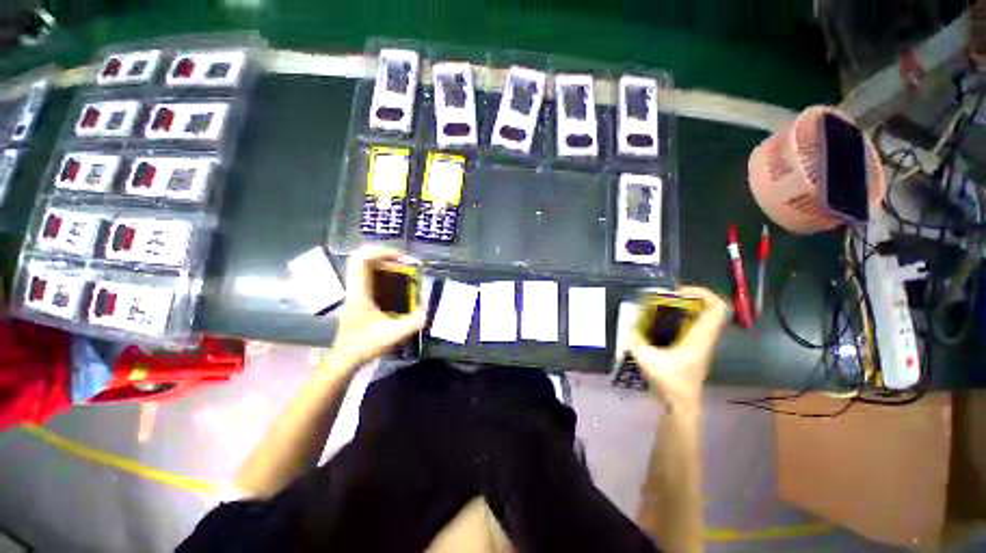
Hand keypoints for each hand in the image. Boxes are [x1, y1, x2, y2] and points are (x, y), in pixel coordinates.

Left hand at [329, 246, 426, 368]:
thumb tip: (426, 309)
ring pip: (367, 268)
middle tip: (407, 265)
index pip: (361, 259)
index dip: (382, 252)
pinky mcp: (359, 299)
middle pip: (364, 259)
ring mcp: (355, 293)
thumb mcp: (393, 334)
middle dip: (388, 257)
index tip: (402, 259)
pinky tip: (398, 286)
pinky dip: (385, 276)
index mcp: (359, 292)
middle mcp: (355, 288)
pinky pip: (371, 278)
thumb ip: (413, 321)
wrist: (345, 359)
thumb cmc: (364, 345)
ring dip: (386, 265)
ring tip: (404, 272)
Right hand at [629, 287, 727, 414]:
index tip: (678, 292)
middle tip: (666, 297)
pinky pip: (692, 326)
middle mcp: (704, 338)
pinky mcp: (694, 349)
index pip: (716, 307)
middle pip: (708, 309)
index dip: (701, 292)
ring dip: (684, 308)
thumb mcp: (646, 359)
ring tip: (662, 307)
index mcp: (699, 338)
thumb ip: (635, 339)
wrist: (680, 404)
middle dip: (688, 298)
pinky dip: (679, 319)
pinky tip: (660, 324)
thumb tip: (627, 324)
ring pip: (701, 317)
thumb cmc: (669, 382)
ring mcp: (701, 344)